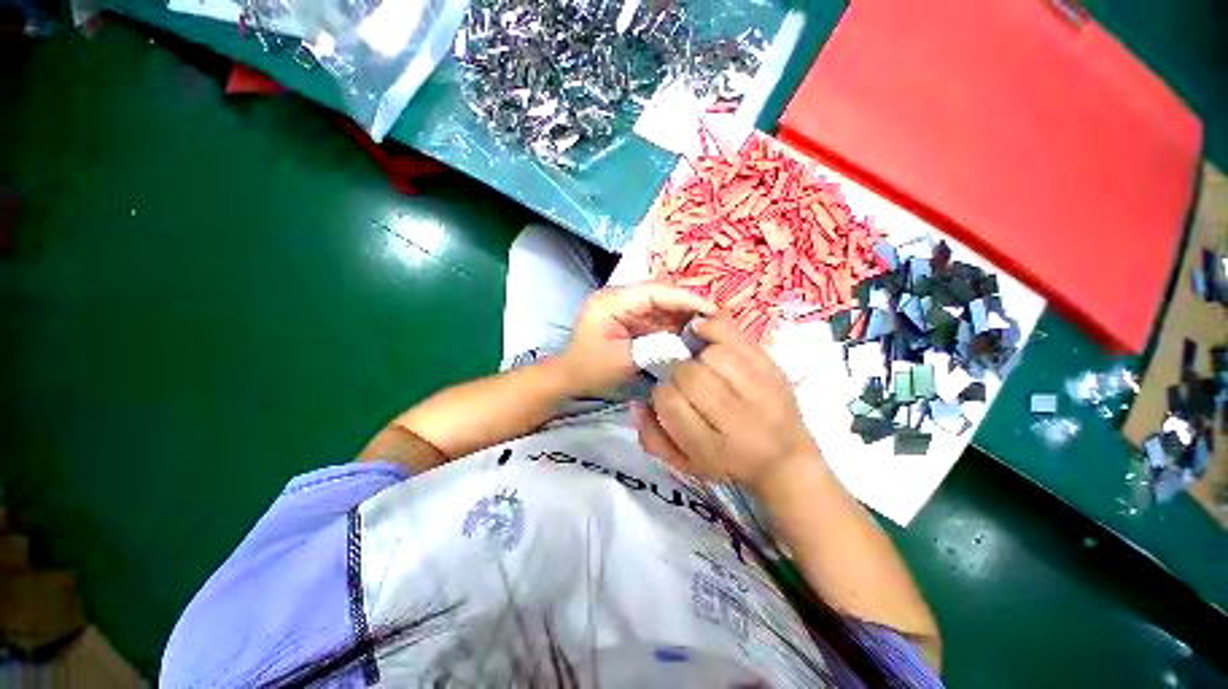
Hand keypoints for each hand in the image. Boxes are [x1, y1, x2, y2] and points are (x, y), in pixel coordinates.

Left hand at [559, 283, 715, 395]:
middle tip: (717, 317)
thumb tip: (686, 340)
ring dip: (684, 313)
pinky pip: (657, 315)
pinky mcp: (630, 316)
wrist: (570, 377)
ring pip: (661, 303)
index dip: (685, 298)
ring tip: (710, 324)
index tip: (712, 308)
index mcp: (611, 302)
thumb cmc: (592, 370)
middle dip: (689, 304)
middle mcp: (618, 297)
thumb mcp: (624, 361)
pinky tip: (692, 331)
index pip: (654, 292)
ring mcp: (625, 306)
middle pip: (660, 293)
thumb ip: (656, 347)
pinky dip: (675, 323)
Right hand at [634, 314, 821, 493]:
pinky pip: (739, 339)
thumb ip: (654, 437)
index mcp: (711, 447)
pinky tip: (703, 331)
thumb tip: (639, 402)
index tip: (669, 398)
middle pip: (690, 374)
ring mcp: (761, 392)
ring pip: (714, 354)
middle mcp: (738, 419)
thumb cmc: (729, 465)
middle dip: (679, 374)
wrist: (786, 463)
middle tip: (686, 383)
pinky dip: (716, 329)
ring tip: (704, 366)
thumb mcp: (685, 464)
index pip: (669, 401)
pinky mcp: (774, 371)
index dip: (662, 394)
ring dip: (700, 357)